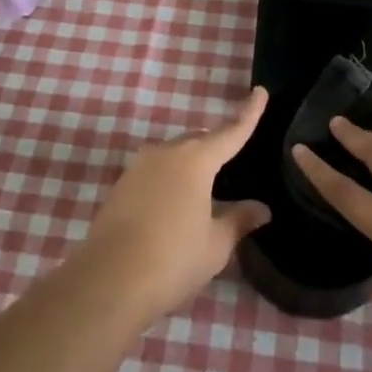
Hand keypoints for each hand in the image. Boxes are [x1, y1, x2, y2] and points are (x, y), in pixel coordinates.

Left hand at [83, 87, 272, 321]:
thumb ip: (239, 220)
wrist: (110, 280)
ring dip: (191, 164)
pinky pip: (155, 170)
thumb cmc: (174, 259)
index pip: (230, 131)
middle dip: (217, 147)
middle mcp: (166, 152)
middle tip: (233, 165)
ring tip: (205, 190)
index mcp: (196, 160)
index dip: (248, 114)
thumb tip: (262, 208)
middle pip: (199, 140)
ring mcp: (139, 166)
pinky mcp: (121, 184)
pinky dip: (170, 179)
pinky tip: (175, 204)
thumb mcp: (216, 244)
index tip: (260, 92)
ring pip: (174, 154)